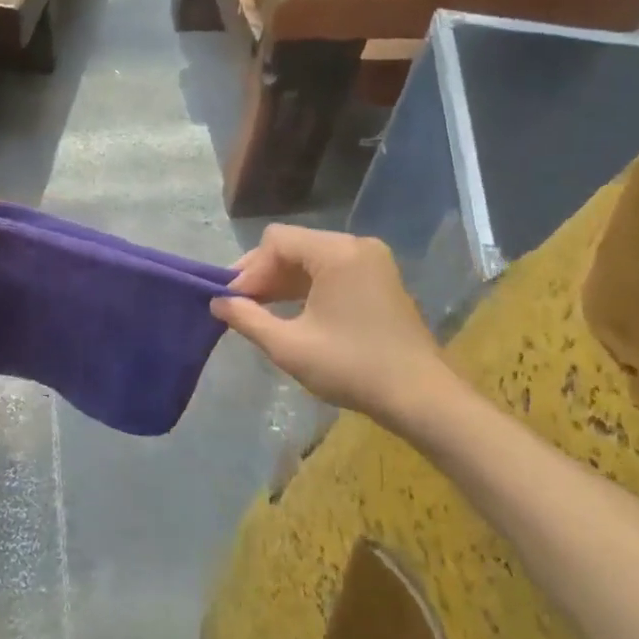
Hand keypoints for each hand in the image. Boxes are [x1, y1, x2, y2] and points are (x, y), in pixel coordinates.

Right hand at [212, 225, 450, 418]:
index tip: (232, 302)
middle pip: (294, 246)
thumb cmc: (351, 367)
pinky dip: (308, 287)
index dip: (248, 270)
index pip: (276, 242)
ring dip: (284, 282)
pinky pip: (333, 271)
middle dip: (264, 275)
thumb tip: (217, 303)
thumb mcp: (289, 346)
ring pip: (312, 259)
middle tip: (241, 307)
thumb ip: (247, 318)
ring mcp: (373, 262)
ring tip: (260, 312)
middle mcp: (357, 246)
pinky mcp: (381, 280)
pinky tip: (292, 313)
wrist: (421, 397)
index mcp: (336, 252)